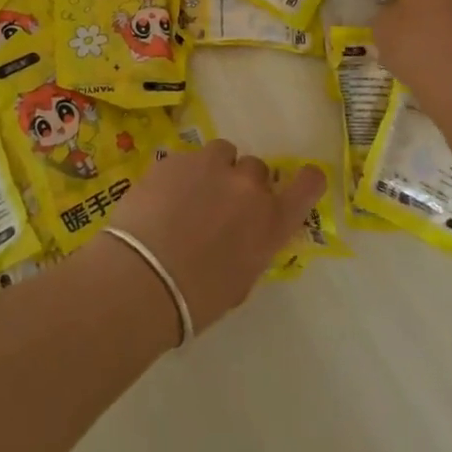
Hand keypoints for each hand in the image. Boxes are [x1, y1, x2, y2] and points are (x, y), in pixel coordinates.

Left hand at [104, 140, 323, 333]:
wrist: (143, 278)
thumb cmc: (196, 299)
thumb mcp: (240, 281)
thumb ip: (252, 246)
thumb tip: (245, 233)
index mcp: (271, 221)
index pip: (308, 184)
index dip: (306, 181)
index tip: (296, 185)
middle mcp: (248, 186)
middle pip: (256, 169)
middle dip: (242, 184)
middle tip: (221, 207)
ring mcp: (211, 166)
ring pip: (222, 153)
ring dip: (214, 169)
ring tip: (191, 194)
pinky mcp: (176, 158)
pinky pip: (187, 158)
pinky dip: (180, 173)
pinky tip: (162, 198)